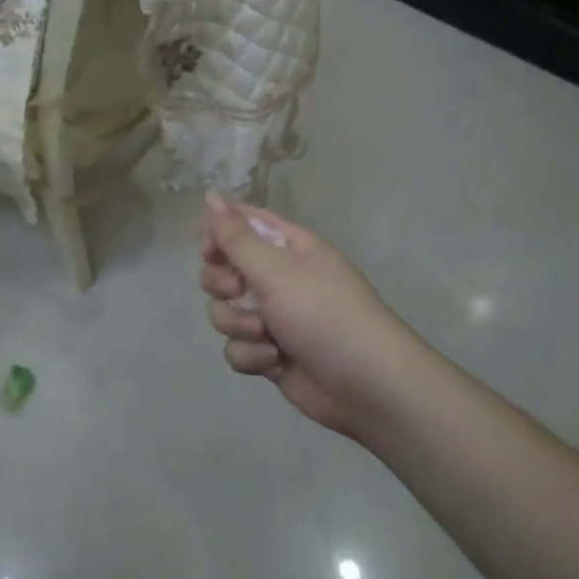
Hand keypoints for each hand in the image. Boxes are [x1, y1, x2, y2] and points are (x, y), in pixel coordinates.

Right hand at [199, 191, 418, 441]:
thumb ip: (237, 236)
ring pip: (224, 311)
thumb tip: (210, 193)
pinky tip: (275, 361)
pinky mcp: (268, 353)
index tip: (210, 252)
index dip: (217, 235)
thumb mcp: (277, 269)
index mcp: (286, 247)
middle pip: (222, 270)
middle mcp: (276, 277)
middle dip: (223, 285)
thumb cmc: (324, 314)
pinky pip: (236, 347)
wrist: (368, 386)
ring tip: (266, 335)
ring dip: (239, 324)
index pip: (239, 224)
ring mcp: (271, 317)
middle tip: (239, 292)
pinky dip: (251, 355)